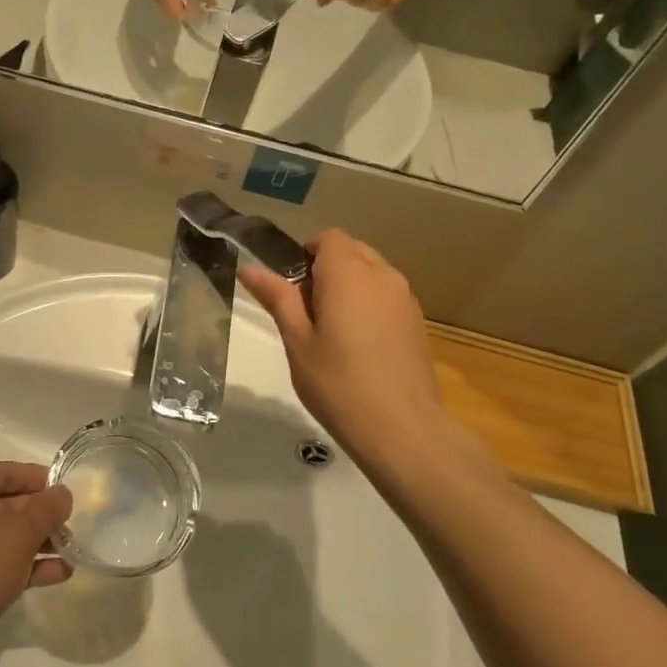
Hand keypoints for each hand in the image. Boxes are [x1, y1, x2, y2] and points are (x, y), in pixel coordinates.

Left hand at [0, 462, 72, 666]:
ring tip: (75, 552)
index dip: (41, 480)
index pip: (10, 472)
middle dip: (45, 516)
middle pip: (13, 503)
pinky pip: (6, 563)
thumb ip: (47, 509)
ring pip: (12, 535)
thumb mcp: (20, 533)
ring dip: (43, 543)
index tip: (70, 494)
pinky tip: (61, 574)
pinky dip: (31, 566)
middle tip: (78, 526)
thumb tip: (63, 493)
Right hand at [239, 231, 458, 475]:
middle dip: (327, 269)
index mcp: (349, 273)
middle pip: (352, 251)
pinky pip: (387, 296)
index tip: (292, 289)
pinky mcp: (417, 322)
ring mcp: (405, 298)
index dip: (306, 254)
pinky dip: (369, 305)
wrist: (401, 428)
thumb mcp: (297, 340)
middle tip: (307, 312)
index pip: (328, 238)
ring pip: (371, 273)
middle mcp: (382, 275)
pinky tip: (359, 346)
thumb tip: (249, 268)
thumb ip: (277, 298)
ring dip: (349, 286)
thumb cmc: (338, 383)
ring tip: (333, 331)